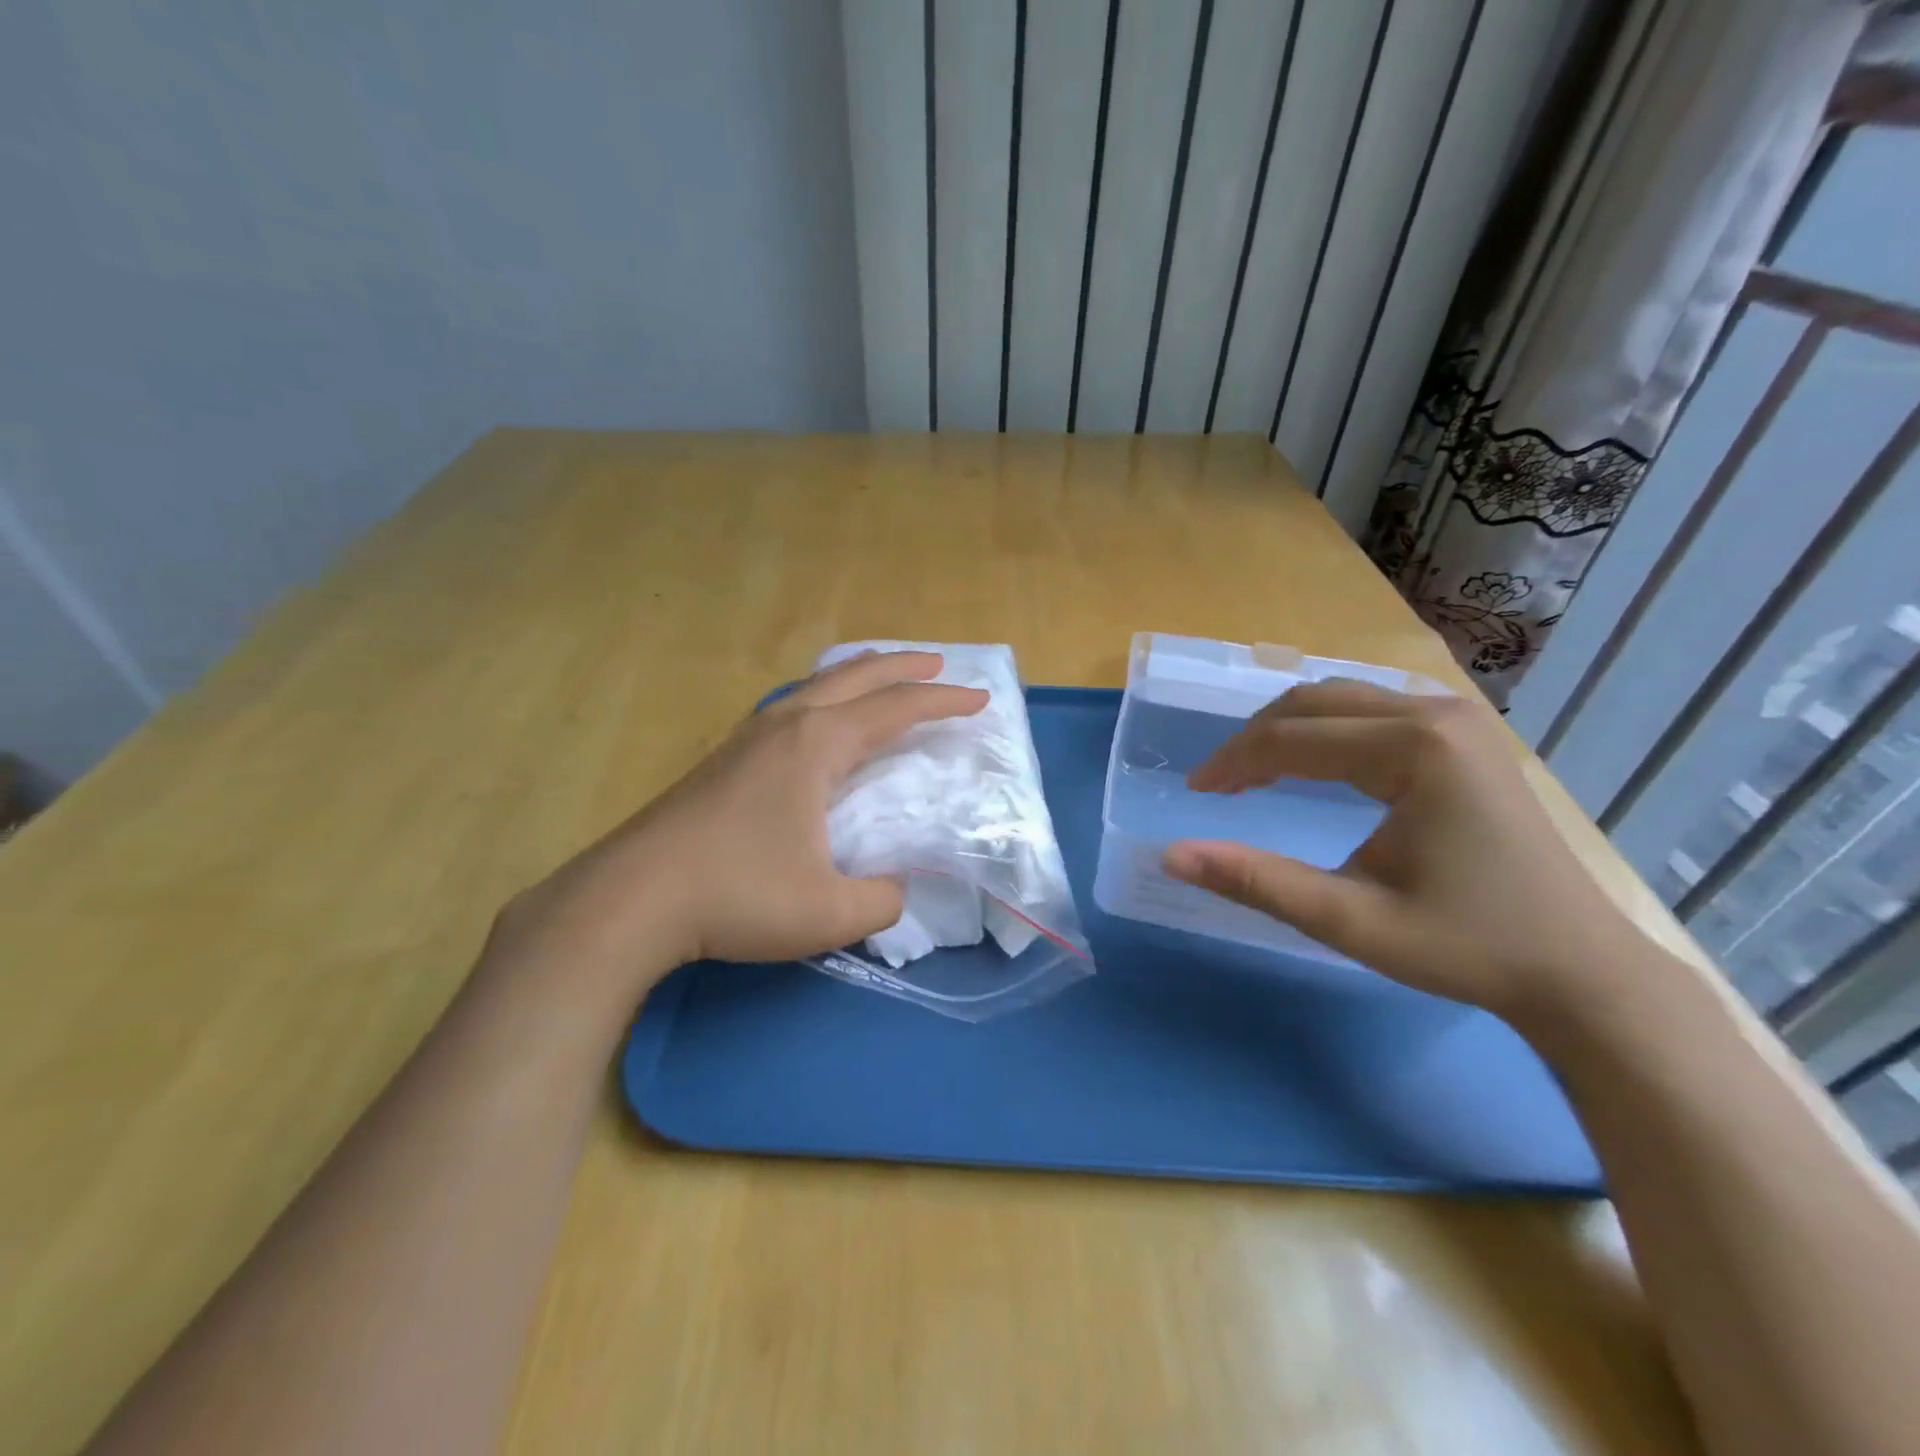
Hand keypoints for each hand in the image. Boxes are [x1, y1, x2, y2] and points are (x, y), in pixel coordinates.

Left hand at [495, 652, 986, 1000]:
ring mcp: (748, 737)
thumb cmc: (737, 895)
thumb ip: (882, 900)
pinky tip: (816, 721)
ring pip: (815, 686)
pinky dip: (823, 697)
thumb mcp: (830, 912)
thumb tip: (896, 890)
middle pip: (855, 677)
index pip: (897, 709)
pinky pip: (790, 706)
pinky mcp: (724, 758)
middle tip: (938, 662)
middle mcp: (786, 725)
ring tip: (880, 676)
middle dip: (902, 666)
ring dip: (857, 675)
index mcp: (818, 745)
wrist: (632, 898)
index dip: (943, 702)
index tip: (980, 700)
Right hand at [1161, 679, 1648, 1021]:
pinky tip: (1312, 762)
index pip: (1293, 738)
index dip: (1234, 762)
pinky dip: (1325, 729)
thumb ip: (1256, 881)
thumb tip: (1172, 857)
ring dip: (1287, 729)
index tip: (1196, 792)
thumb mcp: (1350, 921)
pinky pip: (1373, 709)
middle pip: (1313, 702)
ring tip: (1253, 773)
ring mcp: (1458, 719)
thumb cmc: (1467, 946)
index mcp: (1415, 750)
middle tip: (1219, 784)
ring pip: (1341, 698)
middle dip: (1254, 739)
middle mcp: (1437, 715)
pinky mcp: (1466, 735)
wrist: (1579, 970)